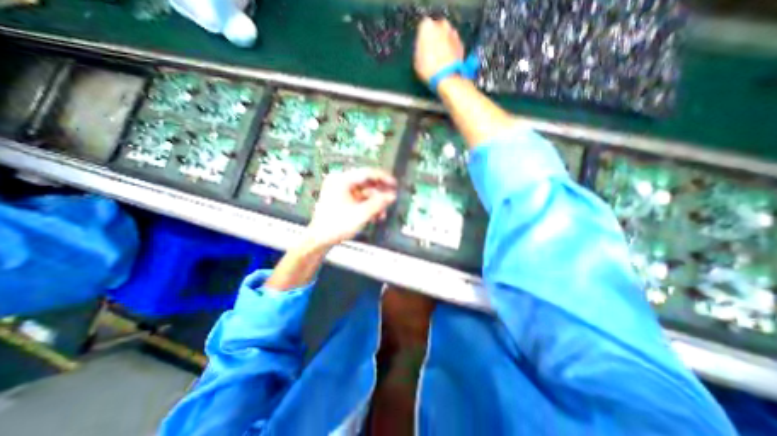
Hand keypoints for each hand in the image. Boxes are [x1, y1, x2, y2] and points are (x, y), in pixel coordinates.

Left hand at [306, 167, 396, 248]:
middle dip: (379, 194)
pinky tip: (375, 215)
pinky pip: (358, 199)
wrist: (320, 239)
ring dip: (374, 202)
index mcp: (341, 180)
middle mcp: (340, 182)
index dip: (383, 178)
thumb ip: (378, 203)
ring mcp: (340, 191)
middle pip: (366, 183)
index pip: (366, 173)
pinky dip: (367, 206)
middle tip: (391, 199)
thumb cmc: (336, 226)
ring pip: (364, 193)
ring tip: (382, 213)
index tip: (394, 184)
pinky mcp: (341, 199)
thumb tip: (392, 196)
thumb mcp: (361, 214)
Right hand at [416, 17, 462, 83]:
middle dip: (435, 37)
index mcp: (427, 26)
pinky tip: (448, 60)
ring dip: (444, 42)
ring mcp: (453, 32)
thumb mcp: (416, 61)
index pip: (423, 26)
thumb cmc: (427, 68)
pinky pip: (454, 44)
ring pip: (446, 35)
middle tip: (432, 50)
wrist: (447, 76)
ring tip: (441, 56)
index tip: (422, 46)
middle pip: (437, 28)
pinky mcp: (462, 43)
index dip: (422, 37)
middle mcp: (441, 24)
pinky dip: (451, 49)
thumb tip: (423, 47)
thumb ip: (419, 49)